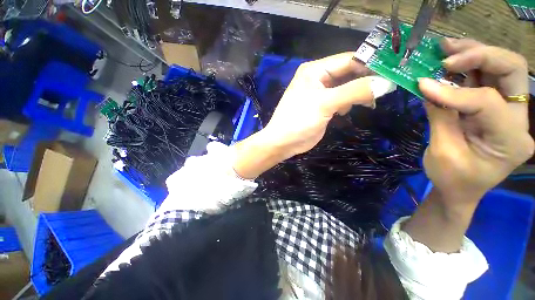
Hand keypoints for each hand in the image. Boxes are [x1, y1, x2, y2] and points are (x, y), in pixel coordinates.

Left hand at [261, 52, 395, 158]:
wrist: (284, 142)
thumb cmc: (299, 120)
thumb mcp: (325, 103)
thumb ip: (355, 91)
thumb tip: (386, 83)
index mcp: (315, 70)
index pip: (348, 60)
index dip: (370, 65)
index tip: (393, 72)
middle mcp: (318, 78)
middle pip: (348, 73)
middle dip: (366, 80)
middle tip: (386, 89)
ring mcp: (320, 93)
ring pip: (347, 87)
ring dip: (358, 93)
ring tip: (369, 103)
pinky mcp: (323, 107)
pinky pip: (341, 99)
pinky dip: (349, 103)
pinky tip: (349, 110)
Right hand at [419, 38, 533, 207]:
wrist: (460, 190)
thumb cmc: (452, 180)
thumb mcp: (443, 153)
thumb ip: (440, 117)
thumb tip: (427, 87)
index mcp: (511, 141)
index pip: (487, 103)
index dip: (454, 92)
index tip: (422, 85)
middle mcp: (518, 120)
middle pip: (512, 71)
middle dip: (480, 56)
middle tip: (447, 53)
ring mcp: (509, 112)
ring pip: (502, 68)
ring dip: (474, 53)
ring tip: (446, 47)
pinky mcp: (495, 108)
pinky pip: (486, 79)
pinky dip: (468, 66)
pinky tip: (451, 61)